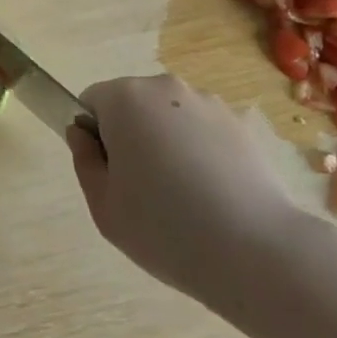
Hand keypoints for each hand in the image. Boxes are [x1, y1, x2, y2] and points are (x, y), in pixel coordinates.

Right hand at [67, 74, 302, 306]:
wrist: (255, 250)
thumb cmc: (164, 228)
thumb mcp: (104, 207)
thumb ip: (84, 161)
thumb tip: (81, 133)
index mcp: (125, 99)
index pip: (92, 102)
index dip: (95, 138)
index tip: (112, 177)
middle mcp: (164, 87)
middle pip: (131, 105)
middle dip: (131, 137)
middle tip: (144, 192)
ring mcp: (206, 102)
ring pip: (169, 117)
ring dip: (167, 143)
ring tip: (185, 197)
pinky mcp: (239, 123)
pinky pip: (202, 131)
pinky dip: (200, 152)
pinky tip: (213, 195)